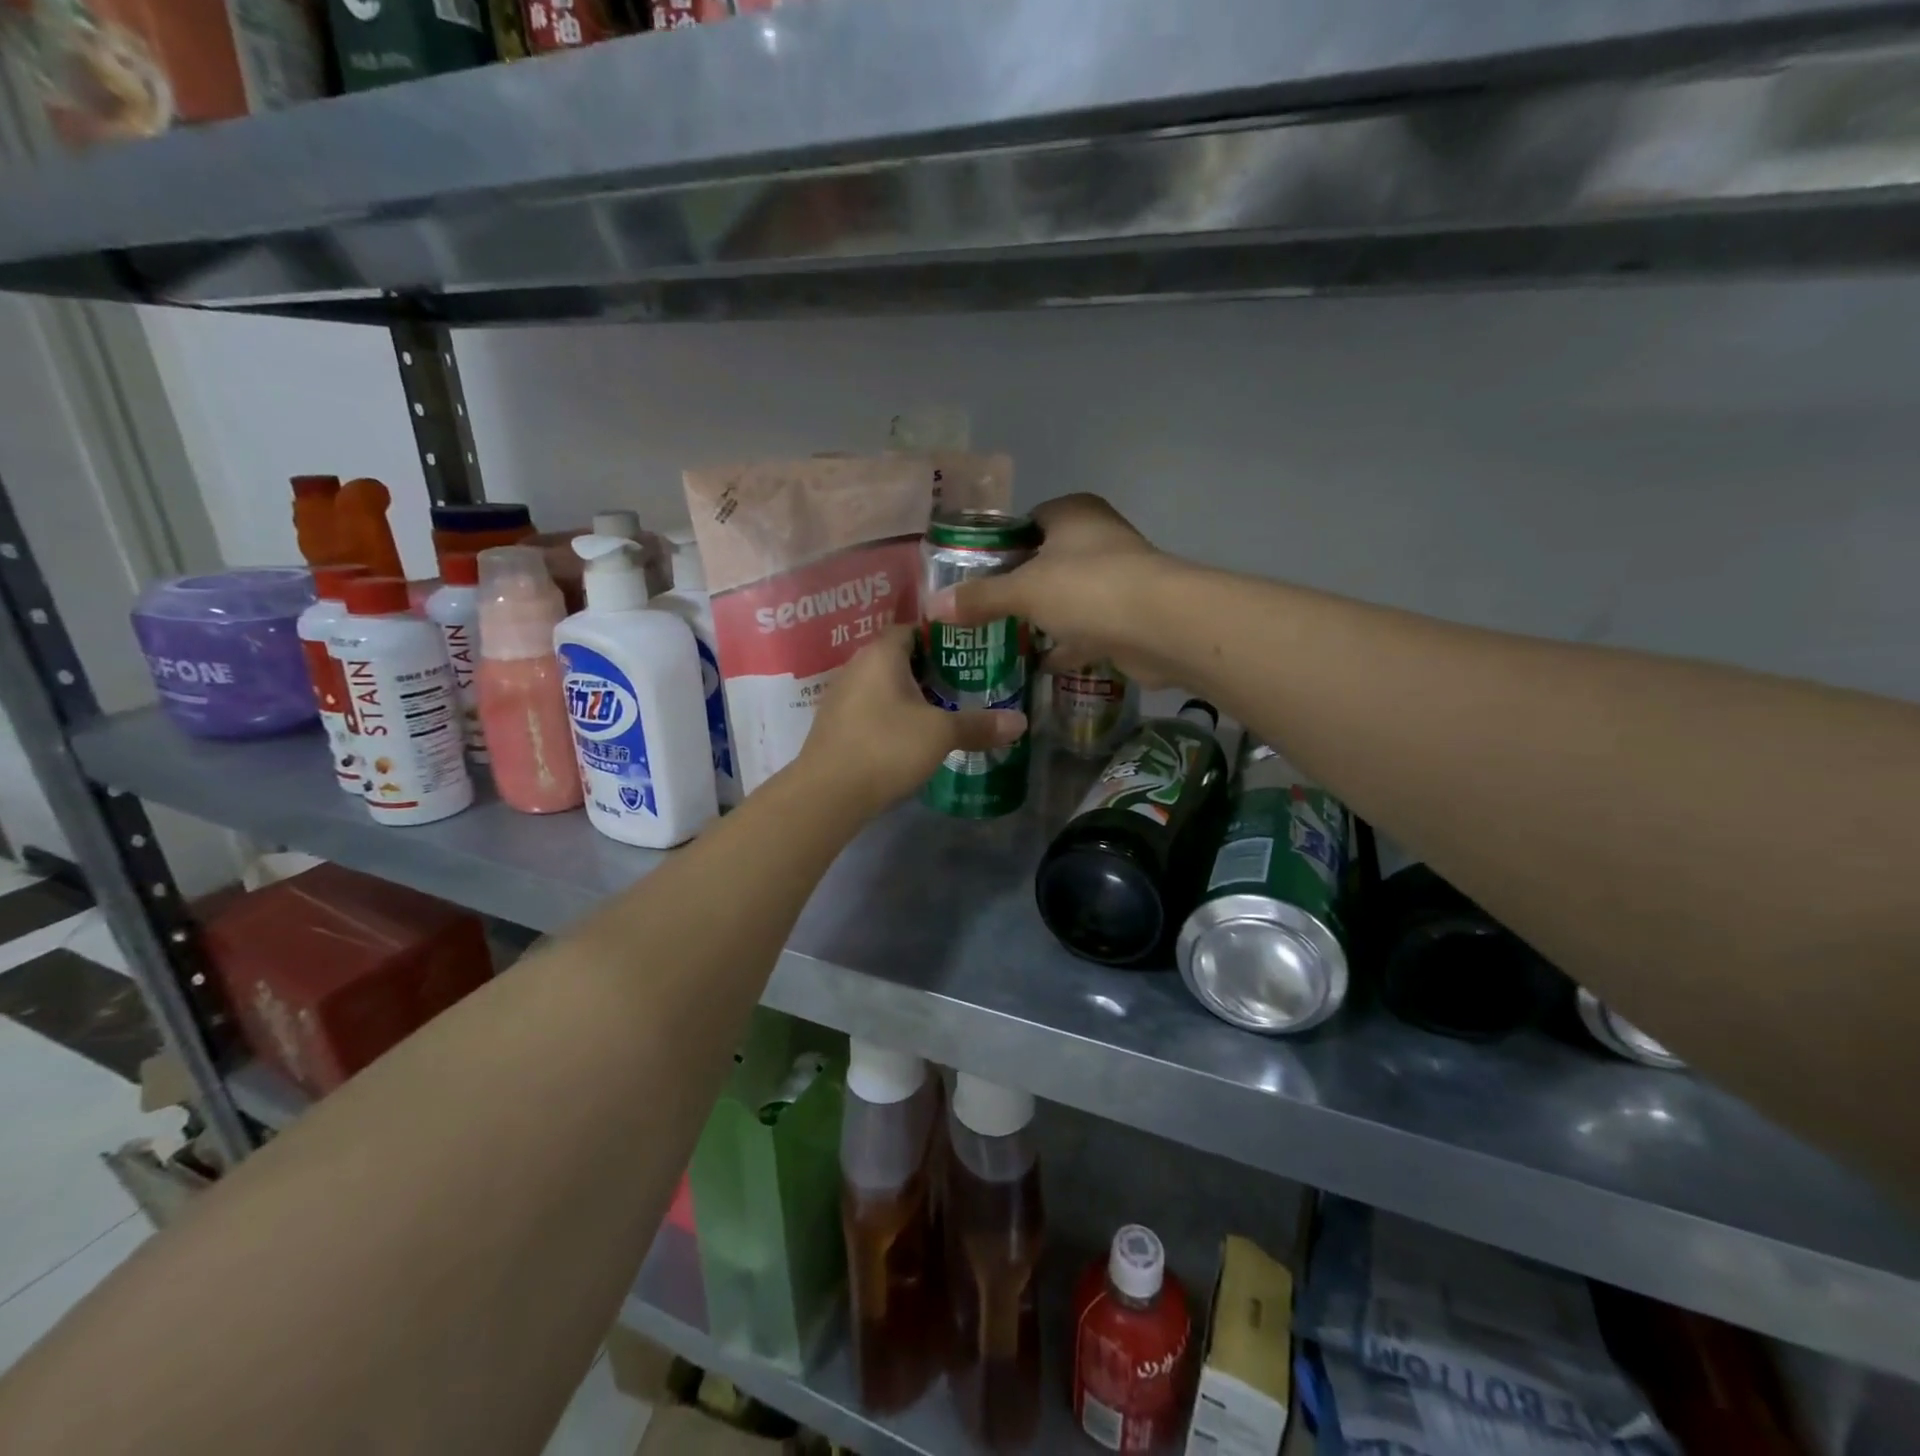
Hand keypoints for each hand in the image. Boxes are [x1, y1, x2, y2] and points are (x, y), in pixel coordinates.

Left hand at [797, 626, 1026, 815]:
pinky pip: (871, 707)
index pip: (914, 628)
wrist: (828, 794)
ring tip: (945, 709)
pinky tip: (912, 734)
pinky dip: (893, 713)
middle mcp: (857, 665)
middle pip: (900, 657)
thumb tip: (1021, 722)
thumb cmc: (886, 747)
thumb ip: (979, 724)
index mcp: (881, 653)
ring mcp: (842, 696)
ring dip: (911, 694)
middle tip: (966, 683)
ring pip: (884, 684)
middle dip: (932, 669)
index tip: (972, 652)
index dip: (944, 637)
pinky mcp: (835, 724)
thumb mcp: (941, 734)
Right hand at [927, 494, 1172, 684]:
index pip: (1026, 523)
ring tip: (1003, 639)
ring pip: (1068, 597)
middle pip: (1046, 562)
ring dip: (1044, 618)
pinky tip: (1039, 664)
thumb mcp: (1023, 591)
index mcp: (1073, 514)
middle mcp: (1098, 538)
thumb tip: (932, 606)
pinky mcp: (1128, 616)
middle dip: (1018, 588)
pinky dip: (1067, 645)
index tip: (972, 577)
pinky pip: (1087, 629)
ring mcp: (1118, 578)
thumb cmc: (1088, 589)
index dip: (998, 549)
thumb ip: (980, 598)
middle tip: (981, 613)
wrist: (1161, 627)